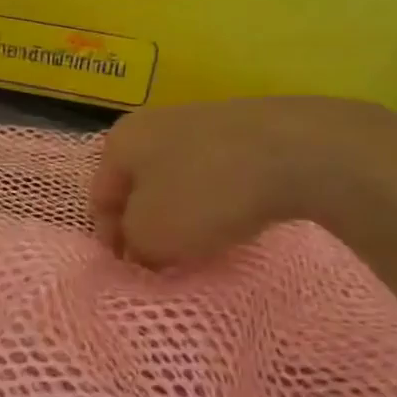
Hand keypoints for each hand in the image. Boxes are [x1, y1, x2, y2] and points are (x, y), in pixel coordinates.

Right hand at [91, 96, 396, 266]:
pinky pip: (217, 175)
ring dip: (183, 216)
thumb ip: (134, 246)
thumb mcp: (152, 235)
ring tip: (203, 247)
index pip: (99, 198)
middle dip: (147, 226)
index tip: (129, 273)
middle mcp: (154, 125)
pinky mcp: (244, 131)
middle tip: (163, 263)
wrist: (297, 150)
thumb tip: (142, 248)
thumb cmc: (205, 193)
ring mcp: (201, 122)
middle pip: (139, 187)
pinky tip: (238, 221)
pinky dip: (219, 202)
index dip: (108, 240)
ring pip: (179, 181)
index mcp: (121, 142)